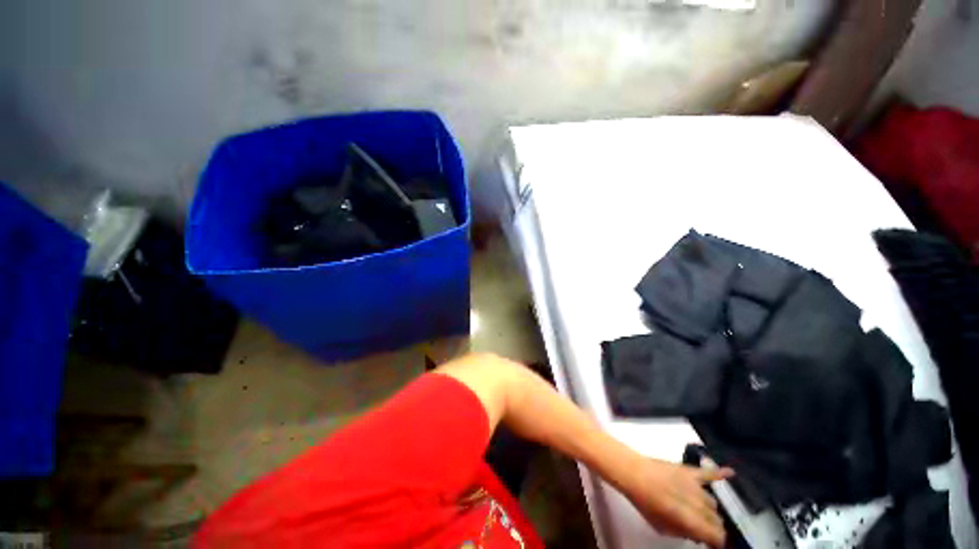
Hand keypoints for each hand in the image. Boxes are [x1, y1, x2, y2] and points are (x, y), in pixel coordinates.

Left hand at [622, 458, 734, 547]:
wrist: (632, 472)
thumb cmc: (644, 502)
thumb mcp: (661, 526)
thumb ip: (682, 532)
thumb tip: (697, 535)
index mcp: (690, 519)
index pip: (716, 535)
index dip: (716, 542)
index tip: (713, 544)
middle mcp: (697, 502)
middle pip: (716, 519)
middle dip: (712, 527)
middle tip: (703, 529)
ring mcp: (694, 484)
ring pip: (713, 502)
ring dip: (710, 510)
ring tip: (701, 513)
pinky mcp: (688, 470)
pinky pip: (708, 472)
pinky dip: (720, 473)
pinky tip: (731, 473)